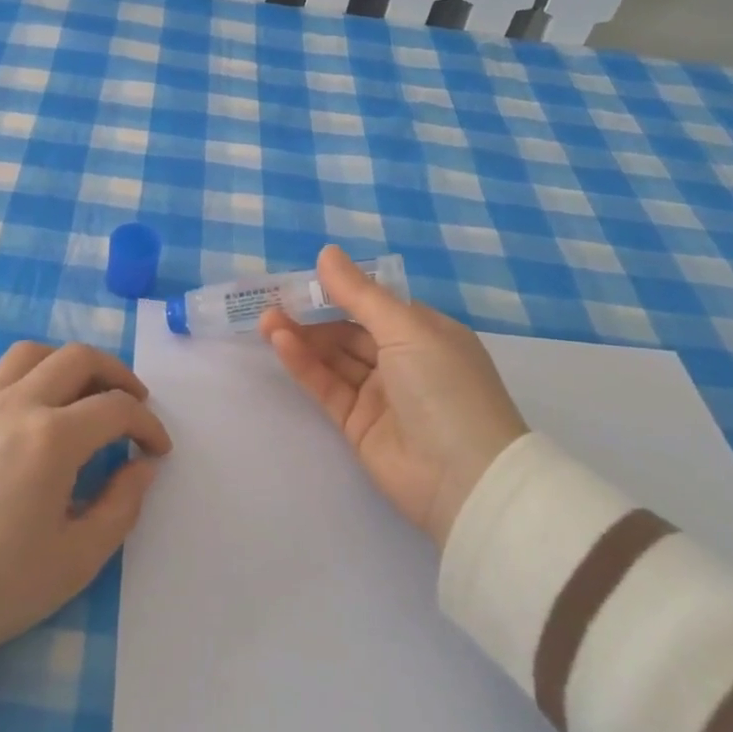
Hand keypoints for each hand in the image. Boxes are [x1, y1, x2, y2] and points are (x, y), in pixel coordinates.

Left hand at [0, 340, 171, 653]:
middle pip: (78, 358)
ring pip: (32, 353)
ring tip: (81, 393)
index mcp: (52, 439)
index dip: (147, 424)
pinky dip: (22, 376)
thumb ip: (122, 505)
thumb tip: (142, 466)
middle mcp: (18, 404)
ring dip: (67, 364)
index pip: (116, 408)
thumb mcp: (77, 558)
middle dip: (117, 374)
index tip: (157, 450)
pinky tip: (29, 404)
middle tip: (133, 403)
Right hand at [260, 246, 526, 548]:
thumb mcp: (406, 329)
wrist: (465, 479)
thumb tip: (327, 252)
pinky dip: (304, 365)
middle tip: (274, 301)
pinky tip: (280, 343)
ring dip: (302, 338)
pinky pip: (327, 387)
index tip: (302, 279)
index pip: (375, 305)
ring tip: (267, 320)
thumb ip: (359, 294)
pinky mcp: (358, 425)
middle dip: (313, 315)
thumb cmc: (444, 387)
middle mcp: (403, 361)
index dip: (340, 291)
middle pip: (349, 331)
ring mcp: (380, 395)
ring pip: (333, 358)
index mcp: (425, 333)